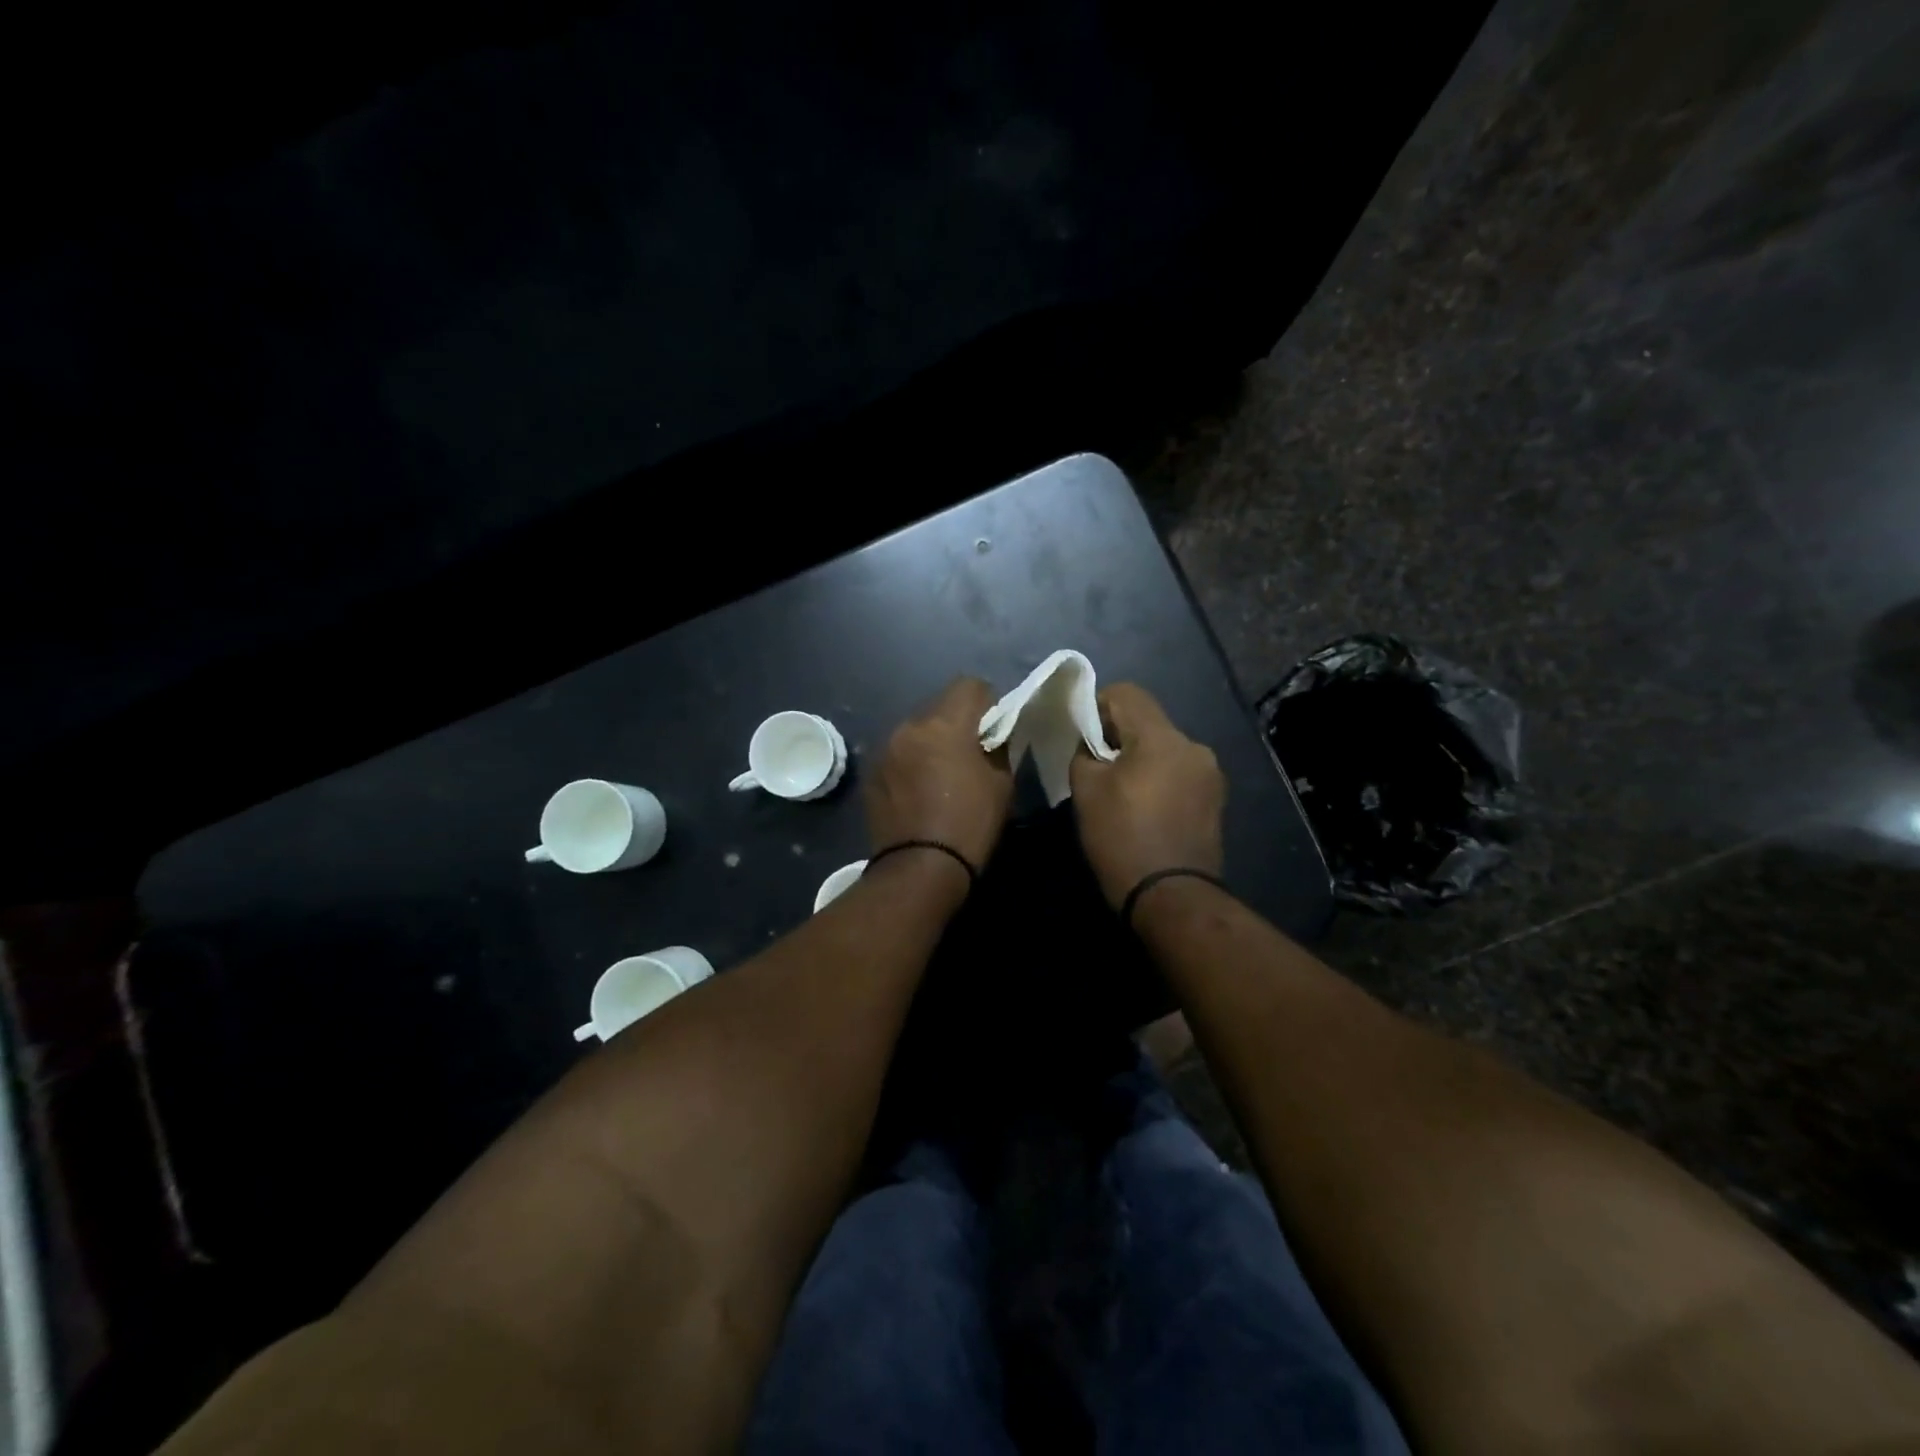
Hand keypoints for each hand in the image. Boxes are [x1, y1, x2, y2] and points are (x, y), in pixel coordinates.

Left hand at [866, 678, 1013, 873]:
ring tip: (940, 774)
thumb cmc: (970, 824)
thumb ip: (998, 748)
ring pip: (916, 729)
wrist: (919, 868)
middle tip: (968, 753)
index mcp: (944, 724)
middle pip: (939, 706)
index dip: (987, 702)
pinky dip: (911, 761)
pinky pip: (898, 753)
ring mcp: (885, 749)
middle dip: (956, 721)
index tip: (993, 728)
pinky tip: (918, 790)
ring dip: (930, 741)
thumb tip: (991, 736)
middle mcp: (909, 726)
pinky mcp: (871, 772)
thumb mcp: (1002, 784)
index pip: (970, 685)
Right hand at [1069, 682, 1224, 908]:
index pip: (1126, 693)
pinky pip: (1178, 773)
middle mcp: (1194, 746)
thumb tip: (1091, 744)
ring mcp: (1210, 775)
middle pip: (1148, 722)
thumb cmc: (1122, 839)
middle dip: (1118, 736)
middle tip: (1096, 767)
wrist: (1171, 898)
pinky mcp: (1215, 800)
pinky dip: (1159, 779)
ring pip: (1164, 748)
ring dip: (1140, 759)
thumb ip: (1085, 753)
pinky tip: (1145, 810)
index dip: (1097, 705)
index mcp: (1162, 737)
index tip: (1082, 736)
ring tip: (1121, 793)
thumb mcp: (1086, 791)